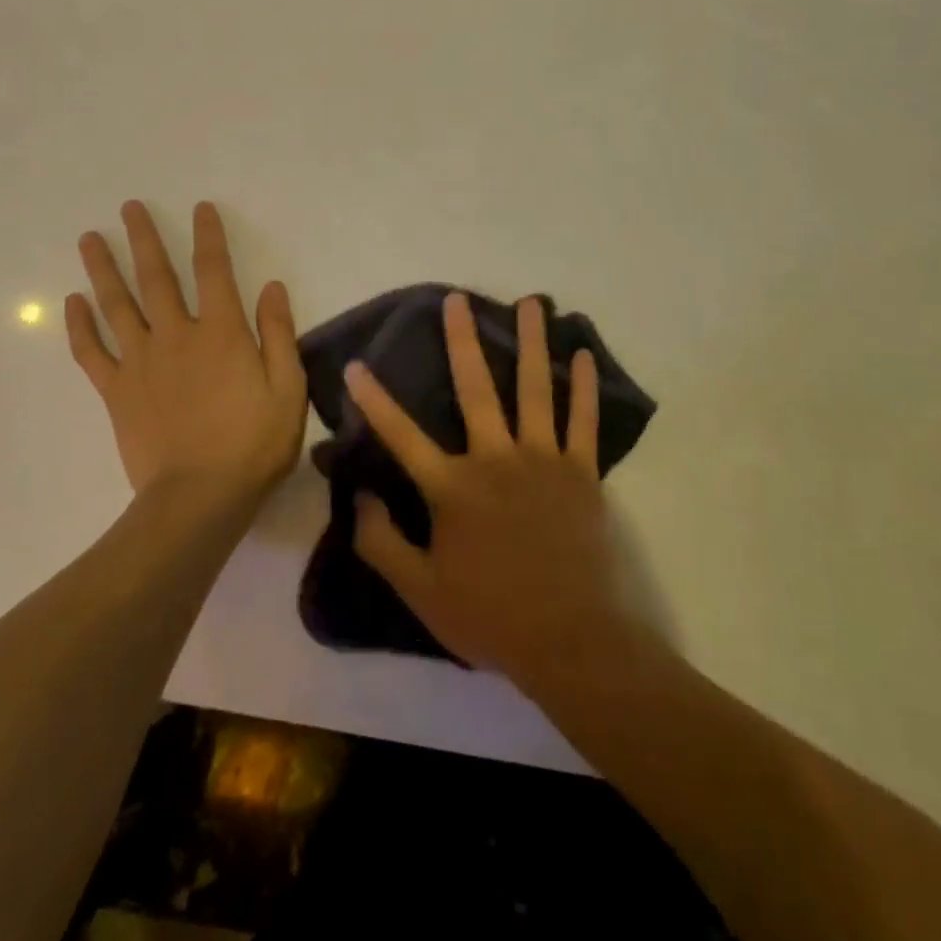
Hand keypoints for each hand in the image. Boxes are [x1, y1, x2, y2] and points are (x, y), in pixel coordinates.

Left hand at [66, 201, 306, 501]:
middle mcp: (177, 335)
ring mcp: (140, 362)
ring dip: (102, 269)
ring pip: (117, 305)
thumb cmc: (253, 444)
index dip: (208, 236)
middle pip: (156, 278)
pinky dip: (80, 326)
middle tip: (128, 207)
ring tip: (88, 238)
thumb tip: (271, 286)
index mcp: (222, 333)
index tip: (200, 208)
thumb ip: (278, 334)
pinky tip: (72, 302)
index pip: (214, 271)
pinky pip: (92, 352)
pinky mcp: (116, 391)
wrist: (199, 498)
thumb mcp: (288, 388)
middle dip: (144, 239)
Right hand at [345, 292, 634, 683]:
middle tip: (457, 300)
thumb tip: (357, 497)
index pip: (402, 436)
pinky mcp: (581, 472)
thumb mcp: (419, 591)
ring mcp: (543, 460)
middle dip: (462, 341)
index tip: (356, 366)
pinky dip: (584, 387)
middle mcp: (496, 459)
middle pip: (475, 389)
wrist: (569, 639)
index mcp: (453, 488)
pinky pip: (583, 420)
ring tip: (531, 303)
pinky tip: (584, 355)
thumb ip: (381, 542)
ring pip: (535, 389)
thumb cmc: (489, 615)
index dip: (374, 401)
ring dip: (532, 343)